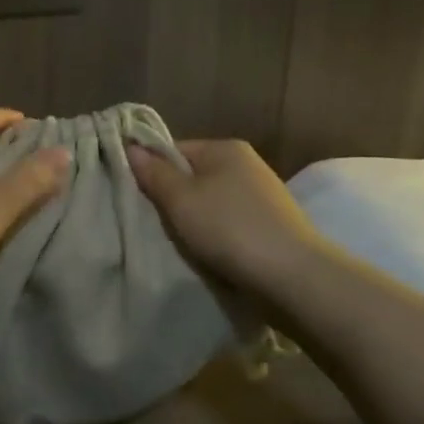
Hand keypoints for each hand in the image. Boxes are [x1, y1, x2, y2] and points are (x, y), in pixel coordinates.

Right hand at [128, 139, 331, 296]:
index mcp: (224, 148)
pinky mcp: (270, 224)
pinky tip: (208, 252)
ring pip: (209, 202)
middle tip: (154, 223)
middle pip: (192, 176)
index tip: (137, 198)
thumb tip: (131, 147)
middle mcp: (245, 164)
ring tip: (180, 242)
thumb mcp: (180, 199)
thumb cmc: (229, 228)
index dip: (152, 171)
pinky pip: (228, 222)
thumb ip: (153, 173)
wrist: (292, 276)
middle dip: (172, 199)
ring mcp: (261, 195)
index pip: (173, 150)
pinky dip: (214, 234)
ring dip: (193, 220)